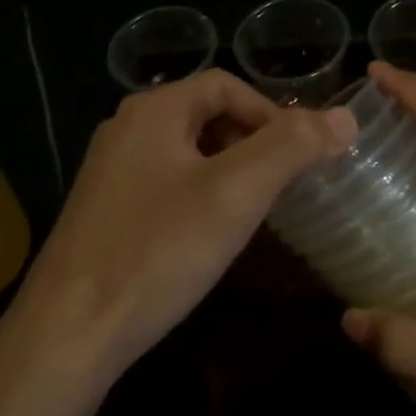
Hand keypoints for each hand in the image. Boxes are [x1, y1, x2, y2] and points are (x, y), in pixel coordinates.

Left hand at [8, 69, 355, 385]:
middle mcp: (126, 129)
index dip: (272, 113)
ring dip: (228, 171)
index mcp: (153, 110)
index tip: (304, 155)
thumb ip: (290, 148)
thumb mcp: (234, 194)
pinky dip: (200, 196)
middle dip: (252, 143)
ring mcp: (110, 171)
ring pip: (186, 153)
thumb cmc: (157, 252)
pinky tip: (210, 236)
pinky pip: (166, 185)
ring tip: (257, 210)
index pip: (226, 85)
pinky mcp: (105, 211)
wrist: (70, 330)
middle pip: (205, 115)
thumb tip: (345, 116)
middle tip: (285, 185)